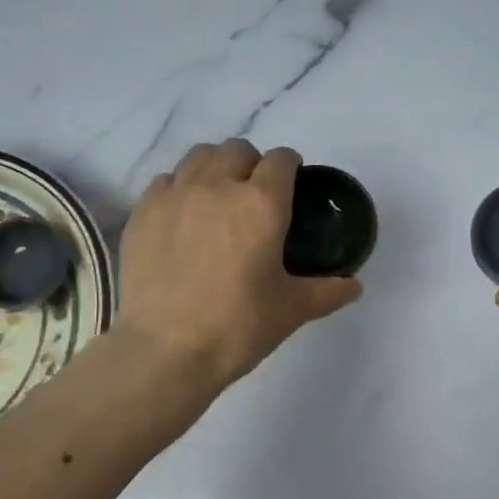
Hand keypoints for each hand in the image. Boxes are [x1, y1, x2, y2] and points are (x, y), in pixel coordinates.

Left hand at [116, 139, 362, 396]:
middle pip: (237, 148)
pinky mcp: (143, 212)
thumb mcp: (292, 310)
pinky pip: (165, 180)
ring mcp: (176, 195)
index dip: (290, 167)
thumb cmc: (237, 326)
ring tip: (217, 197)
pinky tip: (182, 216)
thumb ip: (327, 291)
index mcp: (262, 203)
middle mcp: (218, 186)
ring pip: (198, 156)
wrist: (164, 350)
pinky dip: (179, 188)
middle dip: (251, 163)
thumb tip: (355, 286)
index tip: (292, 185)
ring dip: (214, 167)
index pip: (281, 159)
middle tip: (254, 195)